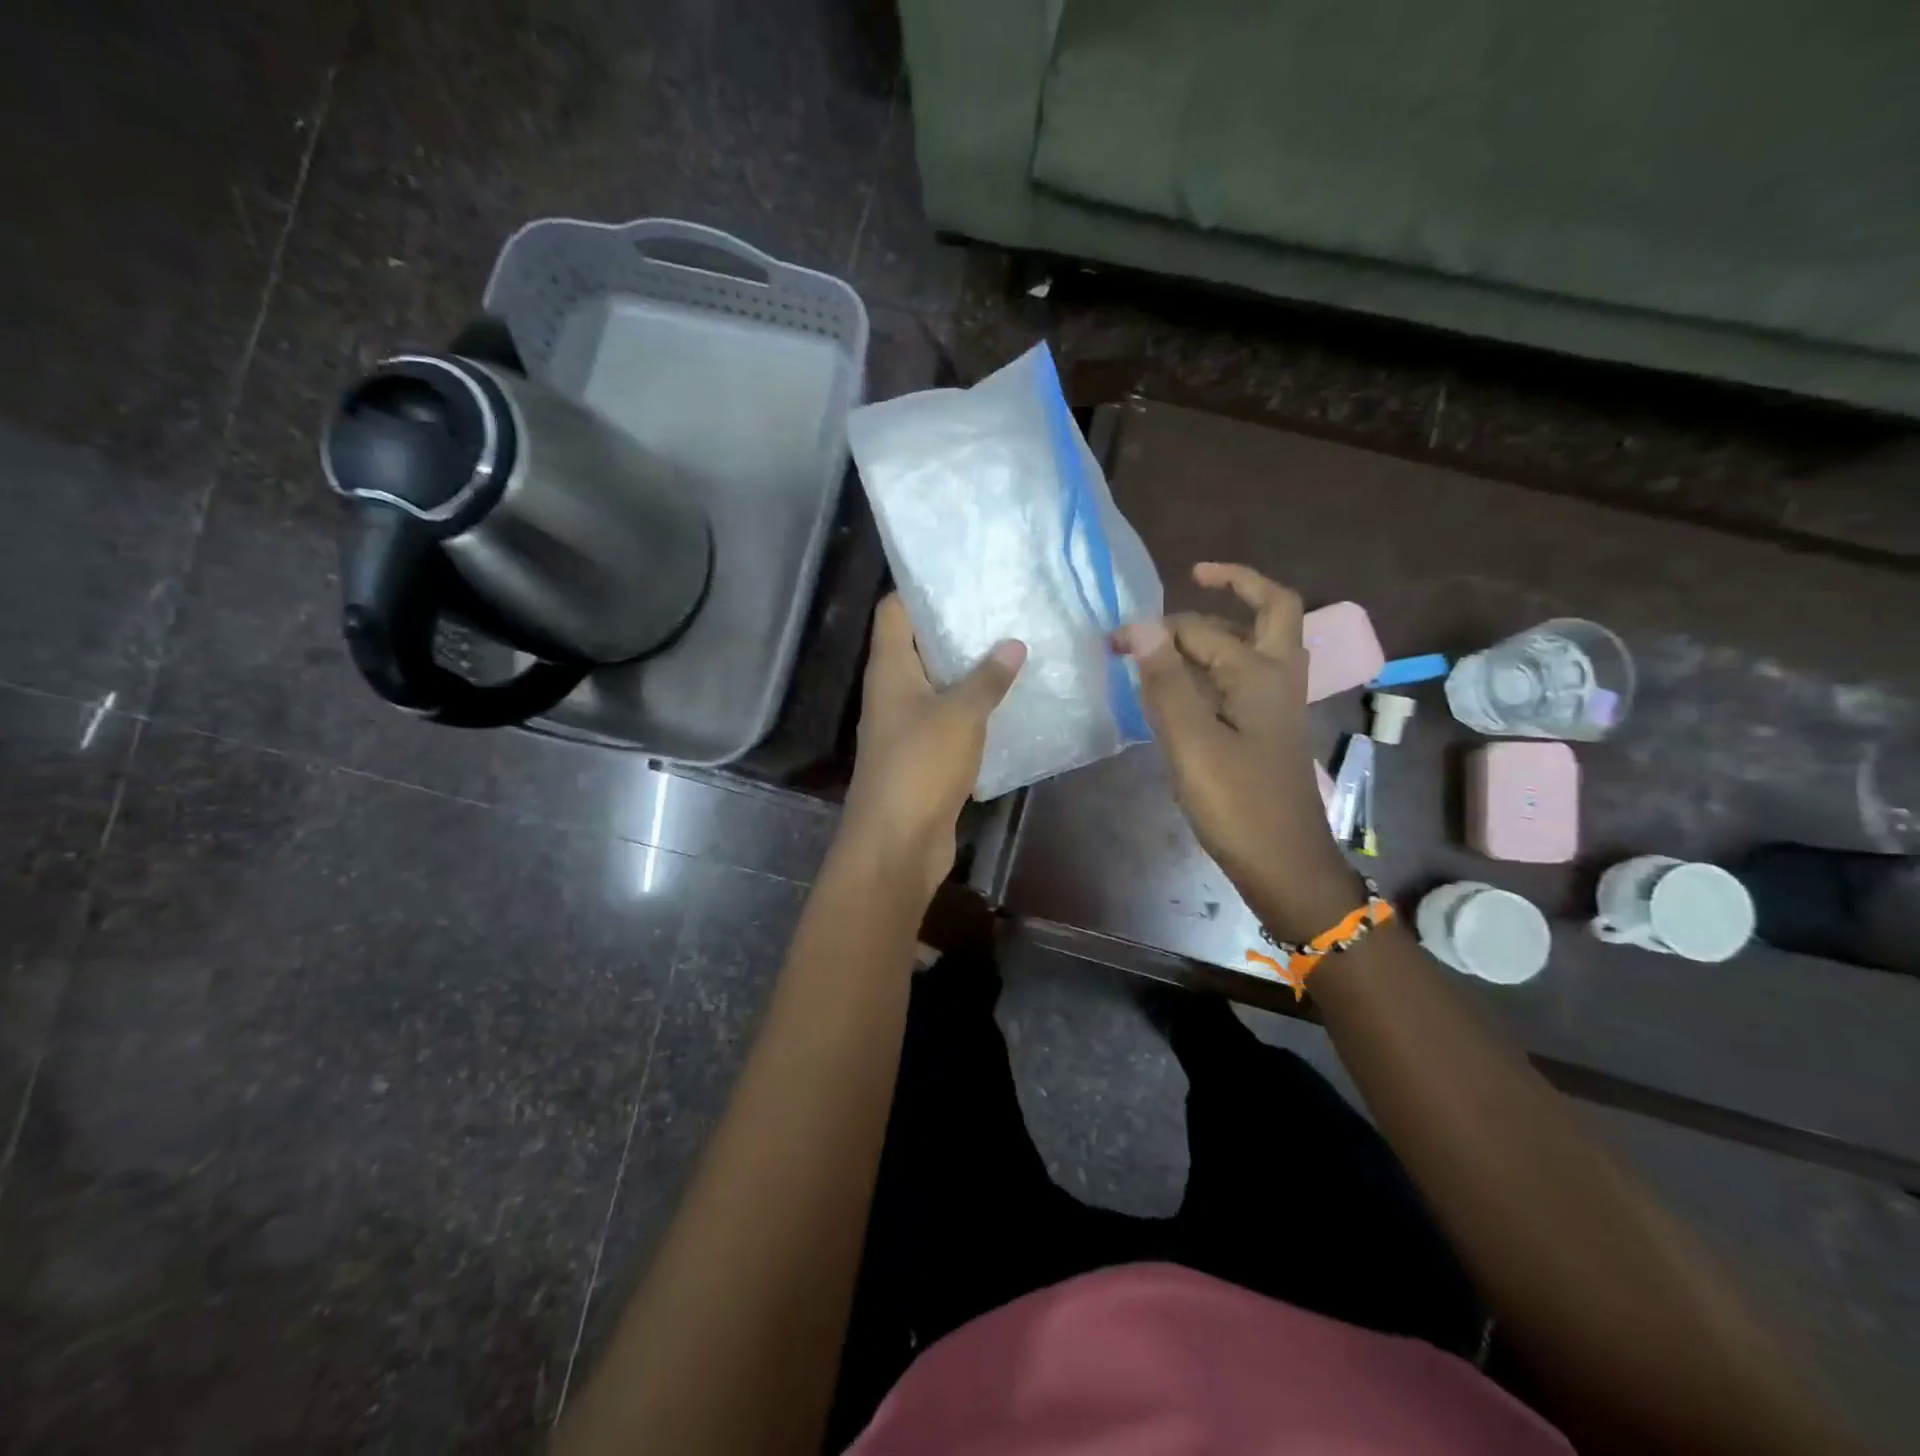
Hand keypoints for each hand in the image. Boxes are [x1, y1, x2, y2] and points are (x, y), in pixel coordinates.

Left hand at [842, 595, 1025, 897]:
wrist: (897, 843)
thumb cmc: (920, 766)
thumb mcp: (960, 714)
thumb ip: (987, 678)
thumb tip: (1013, 644)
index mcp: (889, 670)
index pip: (893, 612)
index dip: (919, 589)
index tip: (961, 575)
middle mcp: (892, 693)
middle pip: (918, 647)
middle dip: (956, 629)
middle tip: (1002, 609)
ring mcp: (906, 727)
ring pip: (937, 686)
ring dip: (969, 671)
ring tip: (1014, 648)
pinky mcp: (923, 757)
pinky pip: (949, 721)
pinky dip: (973, 710)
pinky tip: (1008, 702)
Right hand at [1115, 562, 1360, 940]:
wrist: (1283, 863)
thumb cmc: (1237, 803)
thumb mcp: (1192, 741)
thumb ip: (1165, 681)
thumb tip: (1139, 624)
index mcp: (1261, 672)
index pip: (1202, 629)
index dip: (1157, 629)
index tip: (1115, 639)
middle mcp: (1277, 677)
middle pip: (1265, 613)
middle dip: (1228, 593)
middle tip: (1187, 587)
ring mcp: (1276, 704)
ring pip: (1255, 646)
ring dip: (1220, 631)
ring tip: (1169, 638)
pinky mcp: (1266, 729)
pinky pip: (1244, 679)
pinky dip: (1216, 667)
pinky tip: (1183, 685)